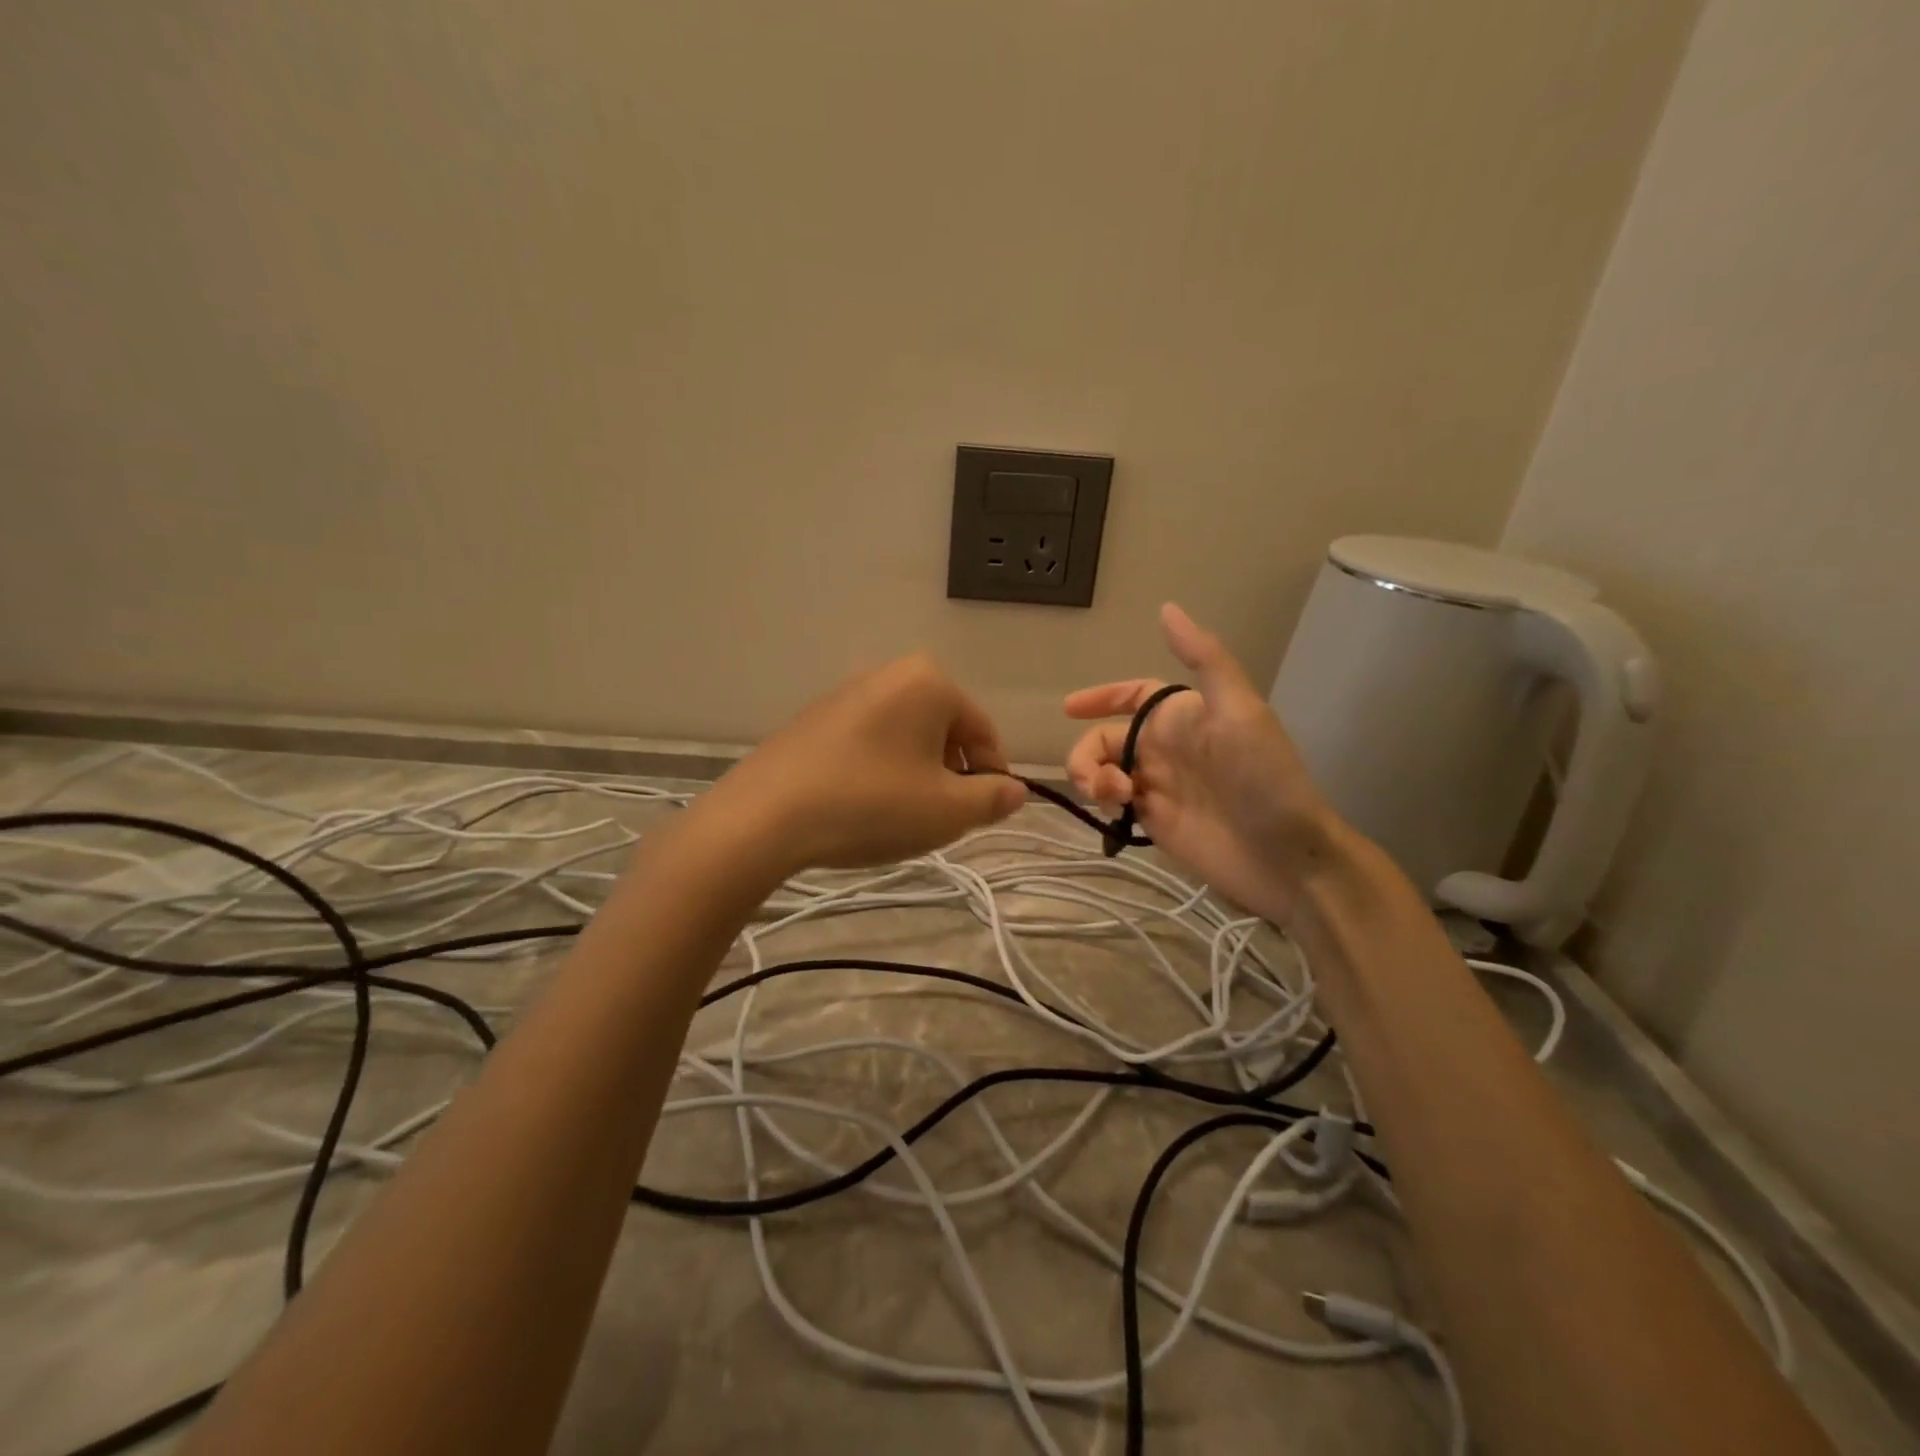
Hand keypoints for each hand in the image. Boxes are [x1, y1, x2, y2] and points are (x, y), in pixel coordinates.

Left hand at [709, 652, 1025, 873]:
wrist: (764, 816)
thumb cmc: (871, 805)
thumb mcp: (947, 811)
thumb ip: (992, 799)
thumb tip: (1015, 791)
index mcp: (929, 682)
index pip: (983, 731)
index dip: (994, 776)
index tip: (987, 814)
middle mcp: (888, 673)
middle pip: (943, 730)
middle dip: (951, 774)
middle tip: (941, 818)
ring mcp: (846, 692)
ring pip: (905, 737)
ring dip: (916, 774)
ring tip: (900, 816)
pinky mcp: (814, 717)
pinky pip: (868, 741)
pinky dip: (880, 770)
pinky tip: (863, 805)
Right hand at [1063, 603, 1339, 923]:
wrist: (1284, 855)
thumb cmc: (1263, 777)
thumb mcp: (1239, 711)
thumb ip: (1204, 660)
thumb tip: (1167, 609)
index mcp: (1183, 716)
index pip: (1132, 696)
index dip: (1101, 697)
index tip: (1069, 708)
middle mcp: (1166, 748)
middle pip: (1105, 739)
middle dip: (1086, 752)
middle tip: (1095, 778)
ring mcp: (1158, 786)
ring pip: (1102, 772)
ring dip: (1092, 779)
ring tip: (1114, 798)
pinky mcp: (1153, 822)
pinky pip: (1111, 805)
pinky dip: (1102, 804)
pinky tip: (1117, 813)